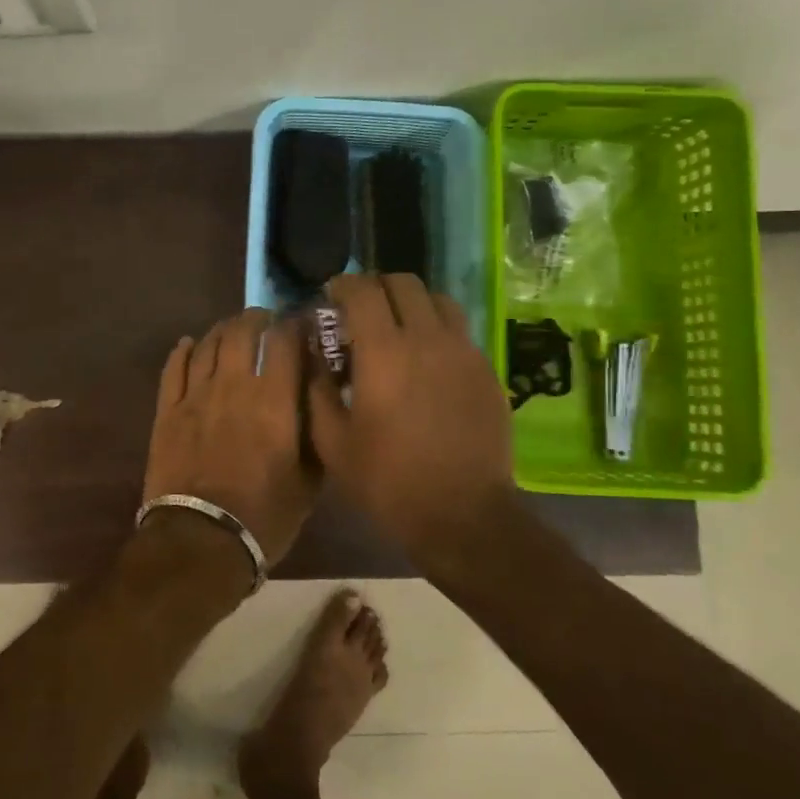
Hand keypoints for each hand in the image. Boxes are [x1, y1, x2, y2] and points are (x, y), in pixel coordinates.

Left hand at [142, 308, 315, 564]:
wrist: (200, 541)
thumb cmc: (264, 516)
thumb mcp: (309, 481)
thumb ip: (316, 432)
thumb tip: (321, 398)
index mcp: (273, 401)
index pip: (285, 341)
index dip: (295, 325)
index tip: (302, 326)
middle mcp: (233, 386)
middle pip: (242, 331)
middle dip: (257, 319)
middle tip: (266, 321)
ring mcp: (195, 396)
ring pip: (208, 344)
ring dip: (223, 329)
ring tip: (233, 330)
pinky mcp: (167, 411)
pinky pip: (173, 368)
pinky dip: (184, 350)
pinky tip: (190, 344)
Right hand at [307, 274, 515, 551]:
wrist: (463, 515)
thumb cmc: (388, 481)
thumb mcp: (333, 443)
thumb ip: (317, 389)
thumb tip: (313, 355)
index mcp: (384, 352)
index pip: (362, 290)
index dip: (342, 286)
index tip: (330, 296)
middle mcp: (427, 338)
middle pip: (403, 283)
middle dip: (376, 287)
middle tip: (360, 311)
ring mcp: (463, 351)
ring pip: (437, 299)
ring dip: (410, 302)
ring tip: (397, 327)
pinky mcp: (486, 370)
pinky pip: (459, 330)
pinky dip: (436, 328)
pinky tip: (426, 359)